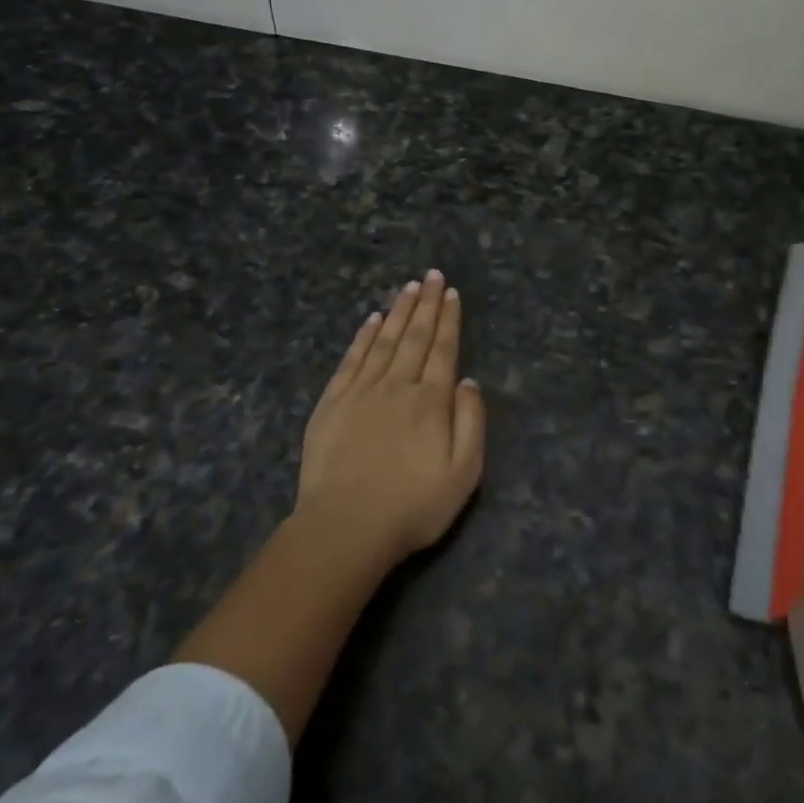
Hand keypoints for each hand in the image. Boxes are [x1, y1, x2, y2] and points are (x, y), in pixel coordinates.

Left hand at [295, 269, 485, 565]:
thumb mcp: (464, 473)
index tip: (451, 293)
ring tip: (408, 287)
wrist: (345, 528)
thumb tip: (468, 380)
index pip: (443, 349)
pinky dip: (363, 337)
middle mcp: (397, 385)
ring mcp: (361, 391)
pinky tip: (371, 320)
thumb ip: (471, 422)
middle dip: (426, 303)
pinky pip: (352, 359)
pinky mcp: (332, 403)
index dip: (448, 319)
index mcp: (430, 401)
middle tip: (432, 275)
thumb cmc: (412, 506)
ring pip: (384, 340)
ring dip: (398, 311)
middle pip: (415, 336)